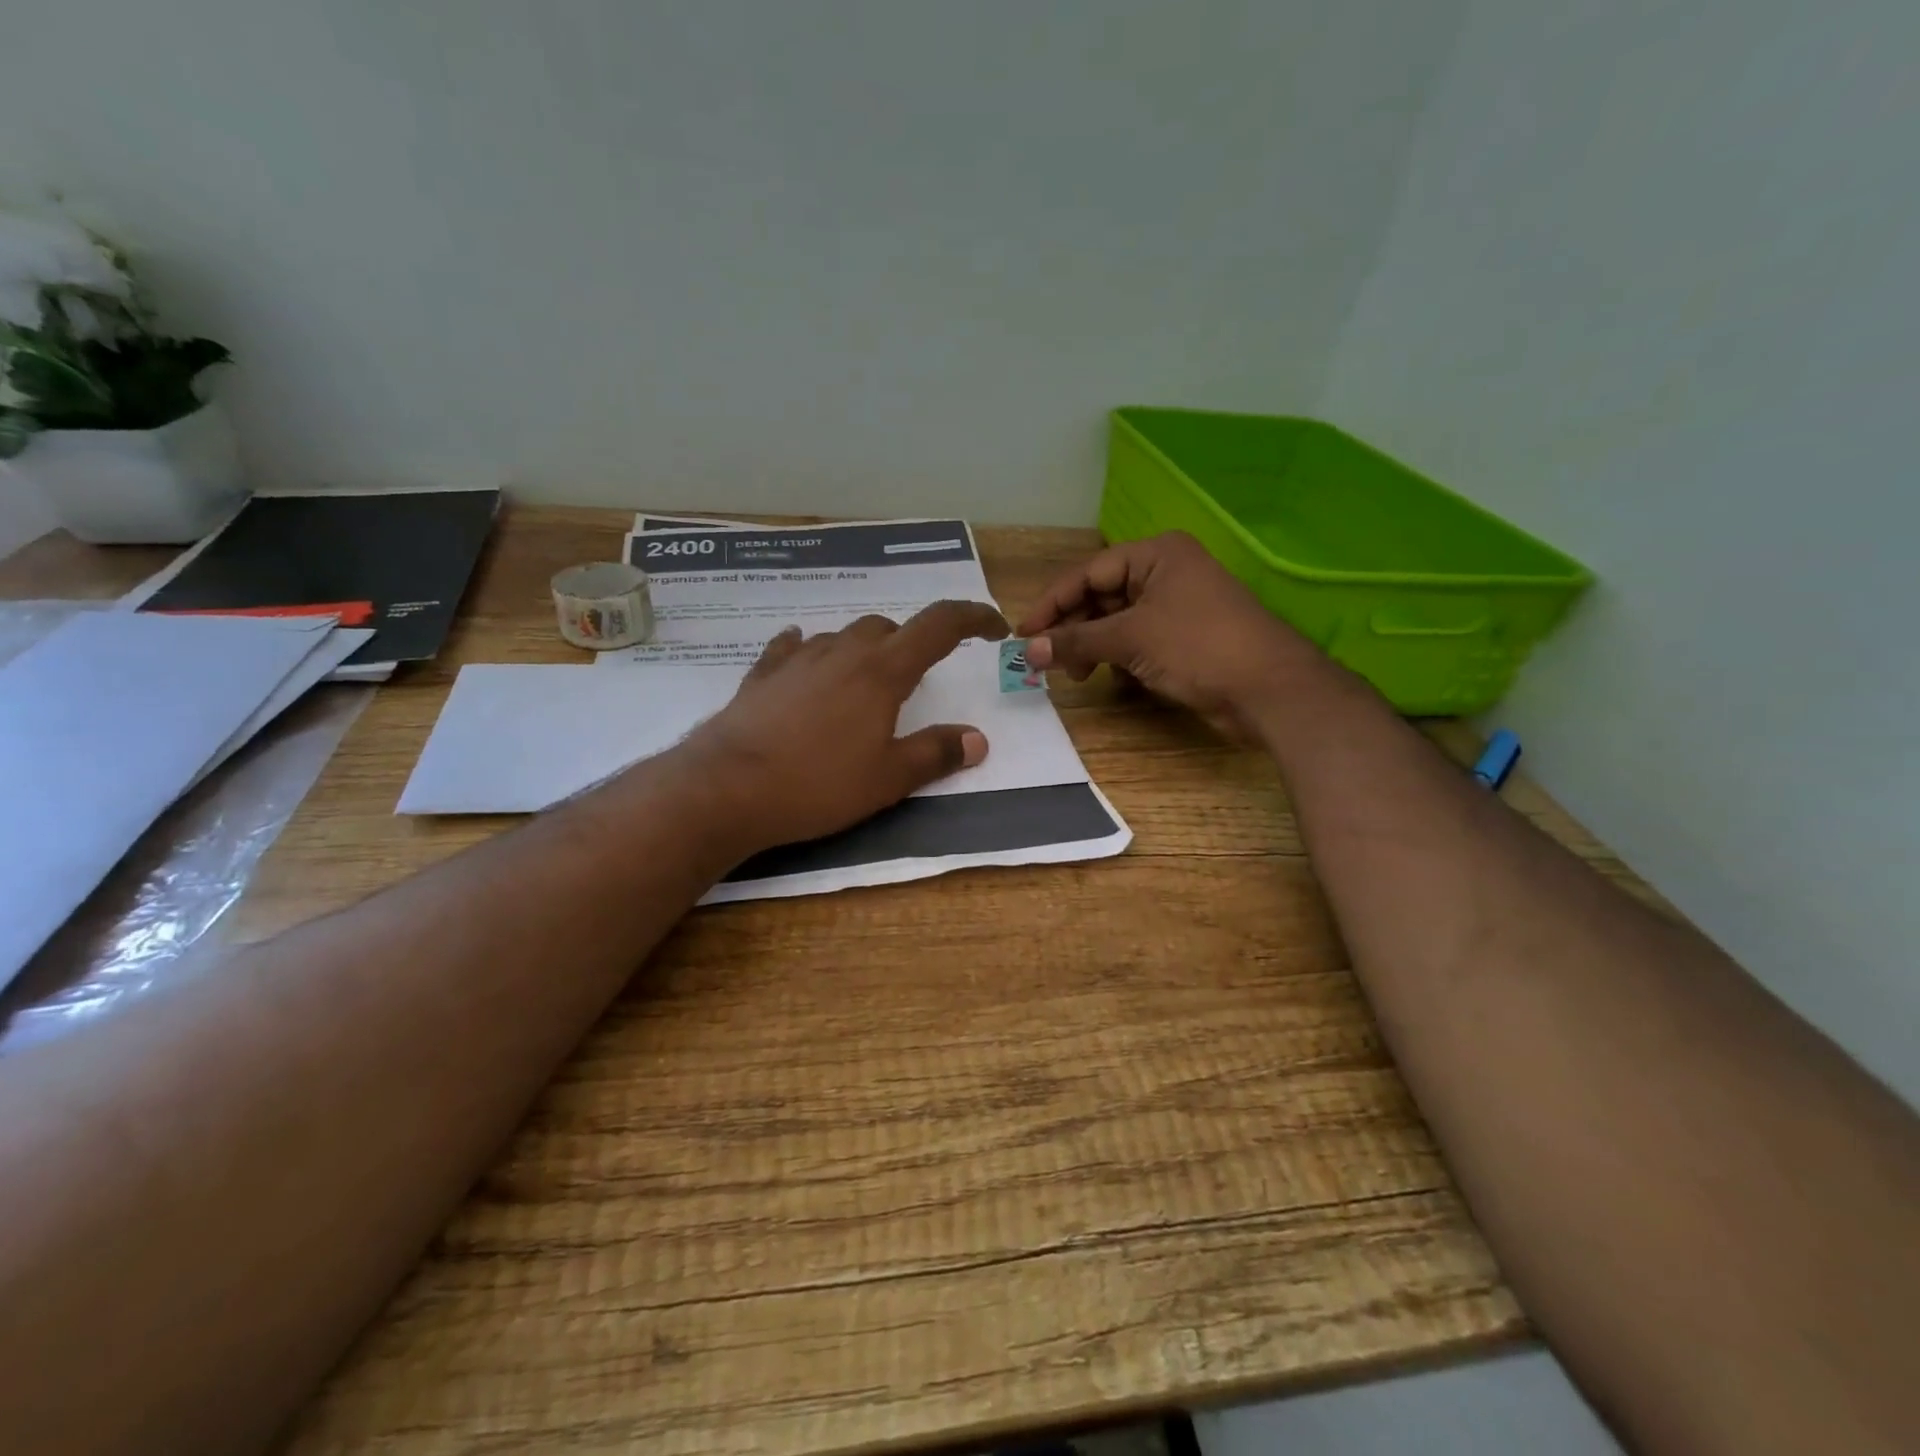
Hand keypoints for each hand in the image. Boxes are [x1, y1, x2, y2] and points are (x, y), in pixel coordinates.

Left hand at [676, 600, 1008, 852]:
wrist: (726, 787)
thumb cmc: (817, 784)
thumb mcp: (887, 779)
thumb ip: (934, 754)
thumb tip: (977, 739)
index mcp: (882, 672)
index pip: (938, 627)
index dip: (972, 618)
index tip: (993, 628)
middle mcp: (842, 653)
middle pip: (887, 628)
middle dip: (911, 644)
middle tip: (917, 680)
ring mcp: (797, 660)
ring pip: (842, 637)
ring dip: (864, 650)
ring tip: (865, 683)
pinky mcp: (762, 676)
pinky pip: (792, 649)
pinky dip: (809, 651)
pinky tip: (803, 659)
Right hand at [1017, 532, 1324, 737]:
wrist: (1270, 689)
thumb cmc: (1198, 647)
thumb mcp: (1131, 638)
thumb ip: (1075, 641)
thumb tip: (1028, 651)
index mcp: (1156, 554)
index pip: (1088, 572)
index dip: (1052, 603)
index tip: (1024, 634)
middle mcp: (1165, 573)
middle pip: (1101, 596)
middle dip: (1073, 629)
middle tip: (1049, 661)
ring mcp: (1177, 607)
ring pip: (1117, 622)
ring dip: (1093, 647)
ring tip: (1078, 674)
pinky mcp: (1184, 639)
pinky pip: (1137, 642)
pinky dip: (1120, 658)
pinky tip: (1114, 679)